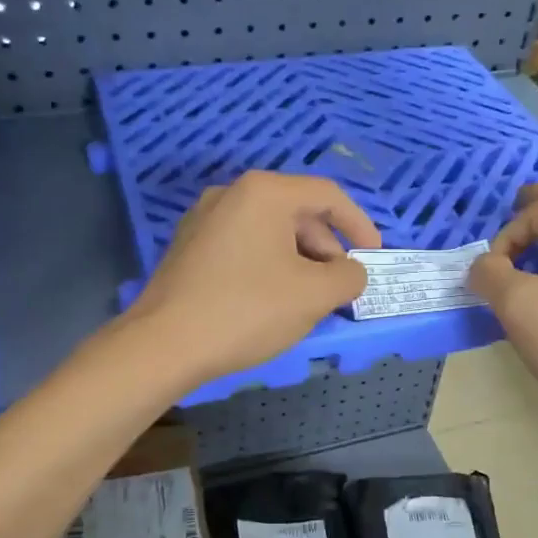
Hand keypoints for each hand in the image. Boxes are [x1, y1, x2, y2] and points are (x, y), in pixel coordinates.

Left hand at [127, 171, 381, 384]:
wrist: (164, 344)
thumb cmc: (247, 310)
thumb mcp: (314, 295)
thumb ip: (349, 277)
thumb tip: (352, 272)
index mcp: (264, 192)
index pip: (328, 196)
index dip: (360, 225)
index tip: (373, 258)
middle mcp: (231, 194)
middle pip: (297, 212)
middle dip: (327, 249)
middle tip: (338, 288)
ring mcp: (204, 219)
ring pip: (269, 232)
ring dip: (300, 261)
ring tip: (308, 300)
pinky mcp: (189, 247)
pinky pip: (244, 246)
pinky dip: (269, 266)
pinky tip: (272, 301)